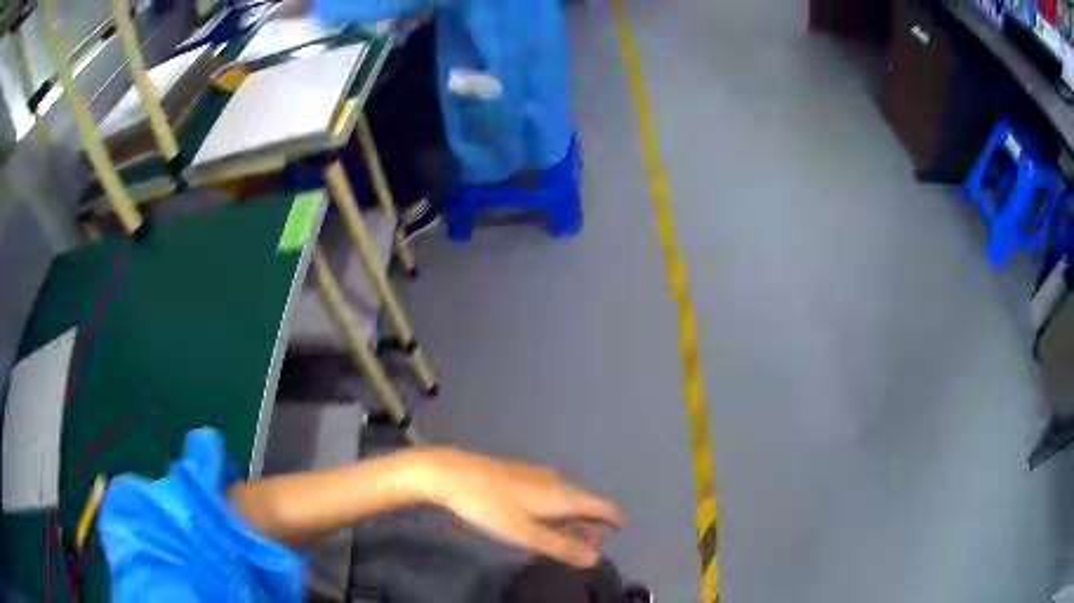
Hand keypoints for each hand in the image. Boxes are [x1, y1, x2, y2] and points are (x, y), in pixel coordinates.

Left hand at [411, 448, 624, 566]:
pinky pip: (550, 494)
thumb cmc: (490, 506)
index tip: (622, 529)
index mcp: (562, 495)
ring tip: (566, 539)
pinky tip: (540, 521)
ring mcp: (537, 475)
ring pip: (566, 498)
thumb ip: (562, 547)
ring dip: (572, 519)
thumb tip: (596, 559)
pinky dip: (555, 511)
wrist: (452, 473)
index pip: (602, 504)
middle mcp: (556, 481)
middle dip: (591, 524)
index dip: (615, 517)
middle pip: (585, 502)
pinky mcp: (519, 474)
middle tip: (588, 547)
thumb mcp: (526, 533)